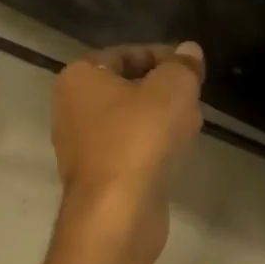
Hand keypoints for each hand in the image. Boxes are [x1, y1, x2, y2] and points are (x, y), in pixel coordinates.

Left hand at [53, 43, 204, 261]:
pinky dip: (153, 147)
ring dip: (161, 120)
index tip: (193, 67)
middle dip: (163, 90)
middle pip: (126, 88)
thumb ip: (182, 65)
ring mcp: (82, 147)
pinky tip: (178, 153)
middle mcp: (71, 109)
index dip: (162, 55)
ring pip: (130, 121)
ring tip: (192, 124)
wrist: (118, 212)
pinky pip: (130, 150)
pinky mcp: (98, 178)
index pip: (124, 54)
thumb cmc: (140, 137)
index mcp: (79, 78)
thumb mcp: (173, 87)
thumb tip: (189, 51)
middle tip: (194, 96)